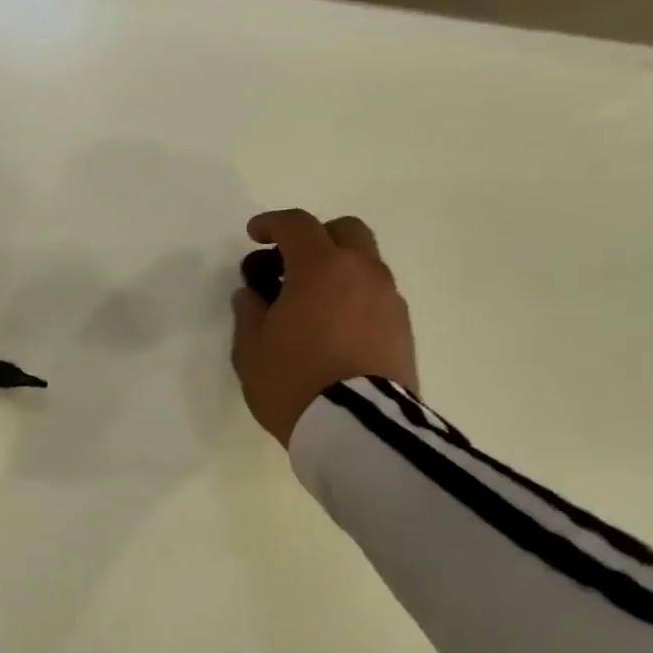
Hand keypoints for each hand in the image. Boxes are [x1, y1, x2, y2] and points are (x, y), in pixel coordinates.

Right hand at [230, 209, 418, 446]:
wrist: (359, 429)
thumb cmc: (294, 379)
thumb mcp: (251, 348)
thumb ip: (249, 312)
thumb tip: (254, 295)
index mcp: (321, 267)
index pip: (297, 225)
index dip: (271, 224)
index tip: (254, 235)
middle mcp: (362, 272)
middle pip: (344, 231)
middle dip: (315, 238)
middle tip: (289, 265)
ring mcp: (389, 300)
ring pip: (364, 264)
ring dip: (337, 270)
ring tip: (310, 304)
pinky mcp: (403, 329)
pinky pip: (375, 296)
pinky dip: (353, 297)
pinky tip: (333, 328)